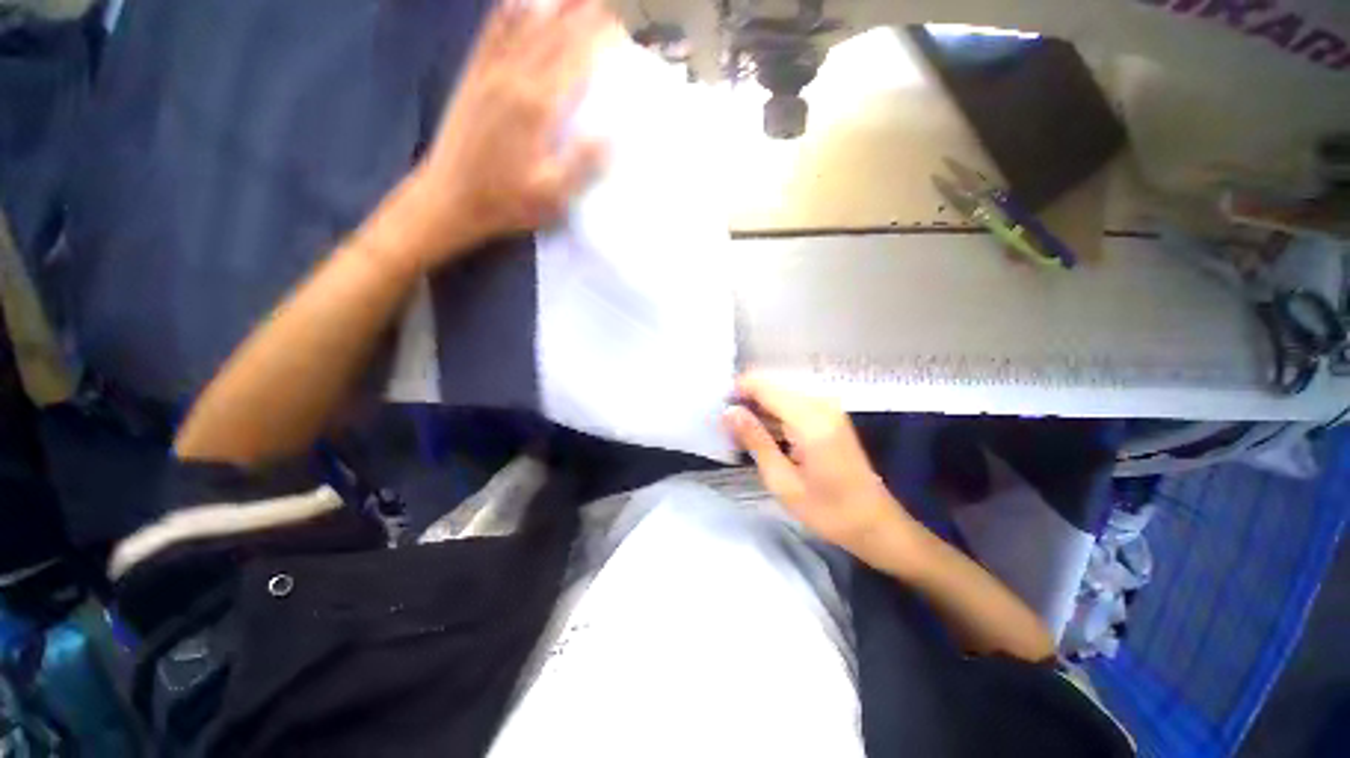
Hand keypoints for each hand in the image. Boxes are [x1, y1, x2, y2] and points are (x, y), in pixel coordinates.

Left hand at [388, 0, 616, 269]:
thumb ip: (581, 164)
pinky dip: (505, 14)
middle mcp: (515, 80)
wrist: (449, 198)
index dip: (597, 41)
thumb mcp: (552, 195)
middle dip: (579, 16)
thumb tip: (612, 134)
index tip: (618, 28)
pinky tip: (514, 1)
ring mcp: (489, 75)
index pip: (575, 62)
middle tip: (602, 3)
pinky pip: (489, 35)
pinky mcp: (471, 78)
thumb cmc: (507, 202)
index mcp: (539, 110)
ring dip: (548, 6)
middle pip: (552, 37)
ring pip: (523, 27)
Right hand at [724, 372, 917, 564]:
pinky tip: (763, 436)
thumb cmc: (828, 511)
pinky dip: (774, 416)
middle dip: (746, 402)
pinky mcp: (830, 415)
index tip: (718, 411)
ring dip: (758, 410)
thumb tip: (729, 411)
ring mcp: (828, 407)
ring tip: (741, 436)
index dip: (737, 392)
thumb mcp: (782, 481)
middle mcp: (821, 403)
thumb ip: (755, 440)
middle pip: (771, 386)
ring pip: (780, 394)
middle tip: (728, 429)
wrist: (876, 523)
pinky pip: (792, 404)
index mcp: (810, 419)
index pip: (763, 386)